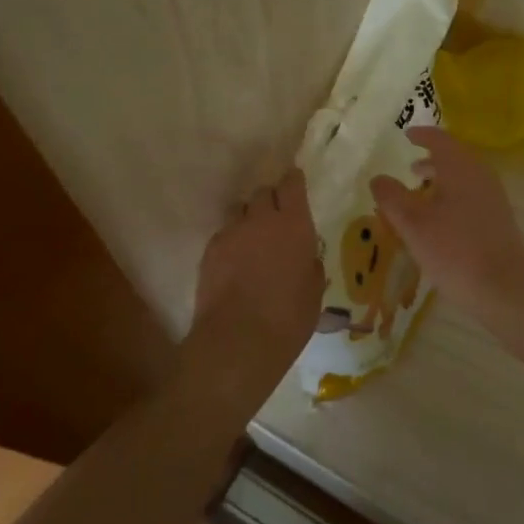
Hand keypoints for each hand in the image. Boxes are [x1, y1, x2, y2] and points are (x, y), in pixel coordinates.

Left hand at [185, 167, 325, 391]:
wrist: (237, 341)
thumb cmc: (288, 319)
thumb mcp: (314, 292)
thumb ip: (310, 265)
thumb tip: (305, 257)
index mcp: (293, 224)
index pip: (291, 184)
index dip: (293, 181)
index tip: (295, 184)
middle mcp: (260, 219)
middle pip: (262, 193)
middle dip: (270, 201)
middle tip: (276, 221)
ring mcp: (231, 233)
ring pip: (239, 211)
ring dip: (248, 219)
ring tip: (253, 242)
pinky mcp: (209, 250)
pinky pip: (224, 235)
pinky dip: (231, 242)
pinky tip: (235, 264)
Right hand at [370, 128, 523, 325]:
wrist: (505, 286)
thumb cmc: (454, 250)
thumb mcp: (413, 224)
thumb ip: (392, 198)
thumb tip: (378, 178)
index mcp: (459, 167)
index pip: (440, 140)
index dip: (422, 135)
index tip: (408, 135)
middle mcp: (480, 175)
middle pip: (456, 157)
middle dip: (433, 159)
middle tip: (411, 166)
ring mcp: (493, 197)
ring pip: (465, 178)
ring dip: (443, 179)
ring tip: (422, 192)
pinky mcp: (499, 219)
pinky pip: (472, 195)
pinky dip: (453, 195)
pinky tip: (441, 219)